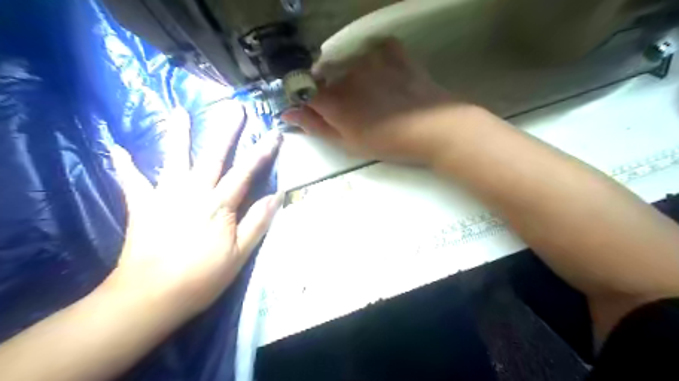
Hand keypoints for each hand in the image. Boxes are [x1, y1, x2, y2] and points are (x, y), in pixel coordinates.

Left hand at [107, 125, 282, 317]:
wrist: (149, 297)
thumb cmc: (201, 278)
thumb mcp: (240, 254)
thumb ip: (258, 221)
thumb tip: (278, 194)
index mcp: (219, 205)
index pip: (246, 172)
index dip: (262, 152)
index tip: (275, 133)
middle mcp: (193, 192)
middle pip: (213, 156)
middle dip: (227, 131)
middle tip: (235, 108)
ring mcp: (165, 196)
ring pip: (175, 158)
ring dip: (178, 134)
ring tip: (179, 110)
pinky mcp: (142, 206)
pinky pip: (132, 181)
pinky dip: (125, 165)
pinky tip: (116, 148)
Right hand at [283, 39, 473, 164]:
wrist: (434, 128)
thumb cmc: (388, 143)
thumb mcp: (349, 143)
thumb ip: (316, 127)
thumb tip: (287, 114)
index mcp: (334, 100)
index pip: (305, 92)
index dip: (309, 102)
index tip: (319, 112)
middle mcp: (346, 74)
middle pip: (328, 79)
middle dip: (334, 93)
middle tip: (357, 111)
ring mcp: (370, 59)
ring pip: (350, 65)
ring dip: (355, 79)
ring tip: (377, 97)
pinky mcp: (393, 51)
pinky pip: (375, 51)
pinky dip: (377, 62)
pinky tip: (387, 77)